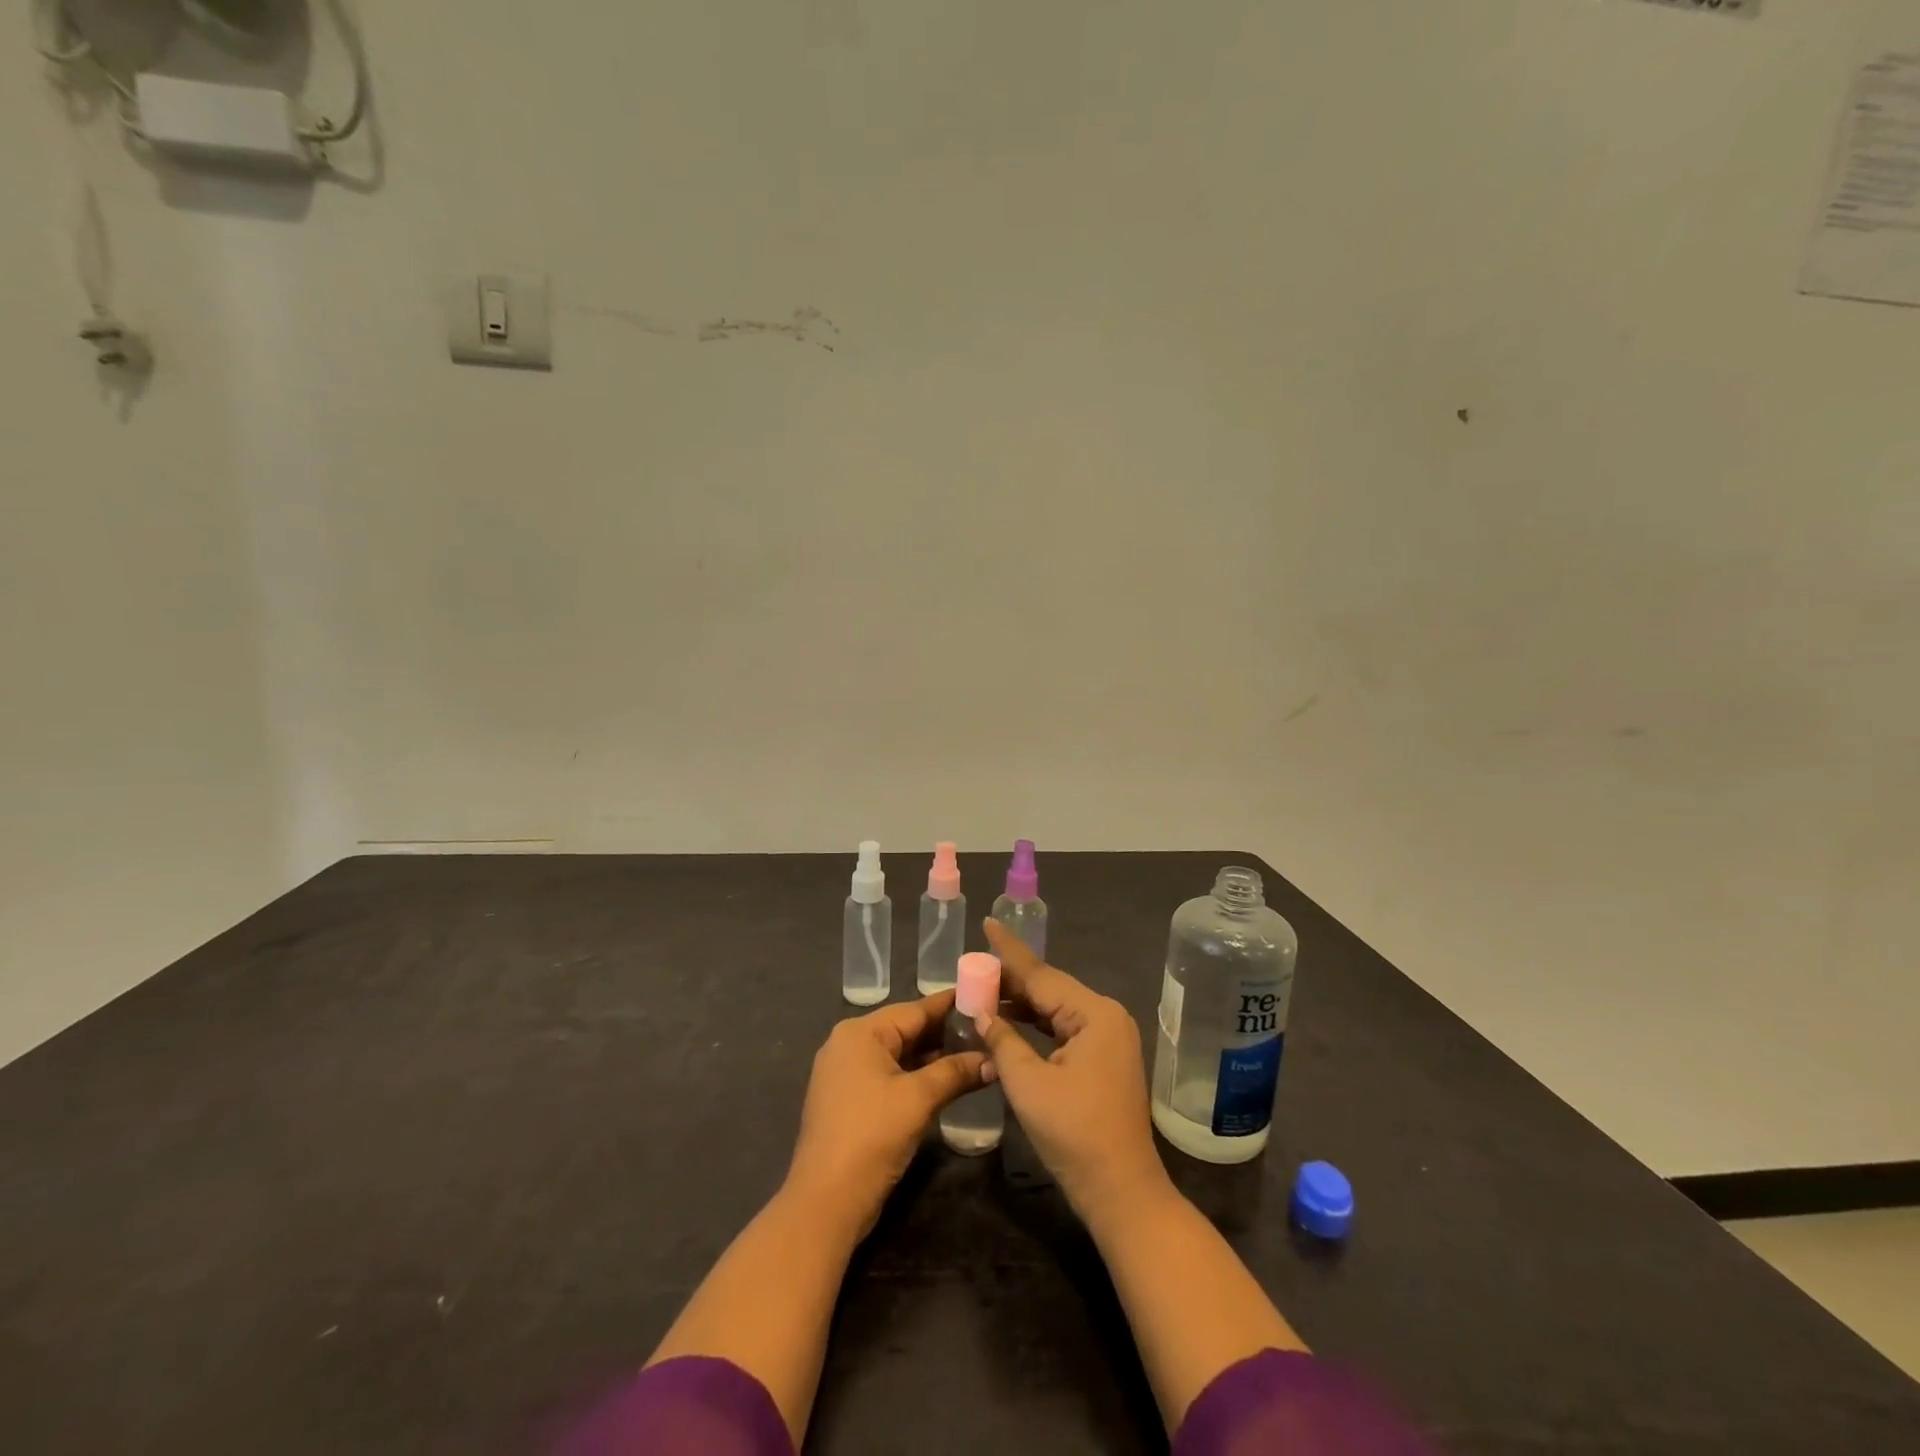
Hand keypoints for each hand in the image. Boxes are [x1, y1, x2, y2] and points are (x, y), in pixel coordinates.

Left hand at [786, 991, 987, 1237]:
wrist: (825, 1202)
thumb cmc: (872, 1136)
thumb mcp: (918, 1099)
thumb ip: (955, 1072)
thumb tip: (992, 1060)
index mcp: (860, 1032)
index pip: (915, 1009)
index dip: (950, 1004)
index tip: (982, 995)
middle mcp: (848, 1044)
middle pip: (905, 1030)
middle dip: (944, 1032)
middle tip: (986, 1028)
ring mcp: (845, 1073)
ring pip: (897, 1054)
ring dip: (932, 1057)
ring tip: (974, 1052)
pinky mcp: (848, 1100)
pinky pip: (888, 1075)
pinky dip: (914, 1075)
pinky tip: (944, 1080)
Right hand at [978, 919, 1172, 1225]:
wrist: (1121, 1191)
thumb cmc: (1074, 1134)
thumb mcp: (1028, 1083)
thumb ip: (1002, 1039)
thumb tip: (982, 1012)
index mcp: (1094, 1014)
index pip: (1041, 974)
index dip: (1009, 951)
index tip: (988, 922)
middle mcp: (1106, 1017)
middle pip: (1049, 989)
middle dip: (1011, 979)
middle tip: (973, 964)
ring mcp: (1108, 1039)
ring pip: (1055, 1010)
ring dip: (1021, 1004)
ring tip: (982, 990)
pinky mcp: (1103, 1059)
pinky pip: (1063, 1030)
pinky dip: (1036, 1026)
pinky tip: (1009, 1023)